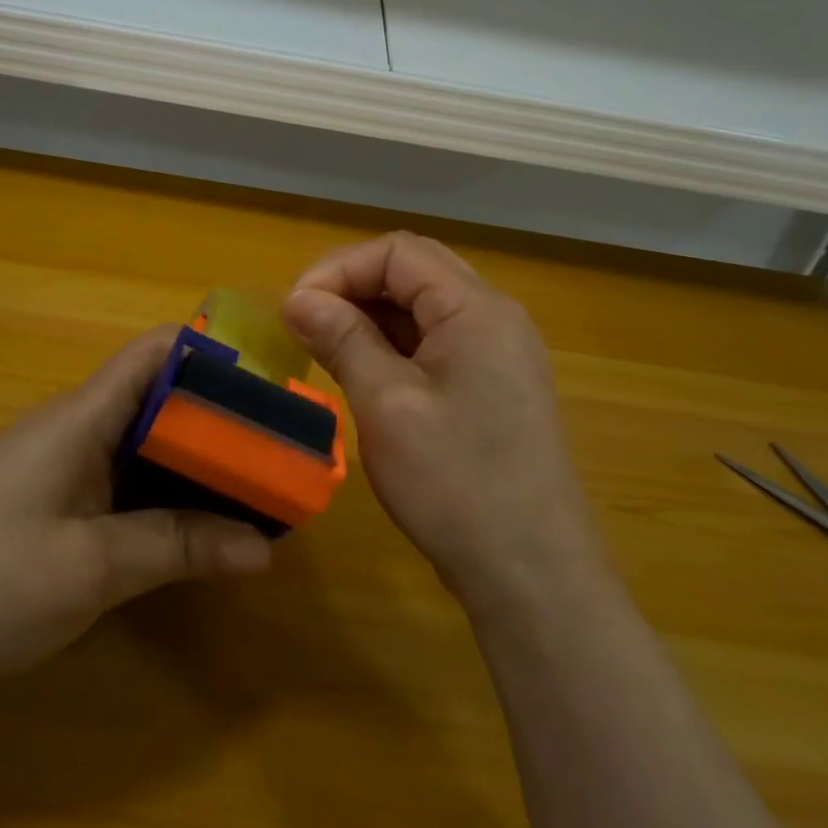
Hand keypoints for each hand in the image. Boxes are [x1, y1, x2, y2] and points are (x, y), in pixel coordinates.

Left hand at [0, 327, 271, 689]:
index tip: (272, 385)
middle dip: (222, 420)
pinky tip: (193, 530)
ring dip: (196, 463)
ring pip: (145, 443)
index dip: (215, 352)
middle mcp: (77, 427)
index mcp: (85, 416)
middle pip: (162, 398)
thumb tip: (262, 547)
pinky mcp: (50, 501)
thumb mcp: (89, 568)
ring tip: (255, 492)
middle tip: (281, 455)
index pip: (158, 350)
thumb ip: (176, 548)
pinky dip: (164, 494)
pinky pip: (123, 480)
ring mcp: (61, 464)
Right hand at [281, 233, 605, 607]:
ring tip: (324, 347)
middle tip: (305, 322)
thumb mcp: (386, 404)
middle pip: (414, 272)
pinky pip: (437, 342)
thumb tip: (296, 298)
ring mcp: (500, 353)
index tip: (295, 308)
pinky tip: (363, 372)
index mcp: (476, 309)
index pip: (398, 252)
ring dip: (370, 316)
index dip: (339, 269)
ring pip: (424, 308)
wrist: (532, 575)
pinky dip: (393, 345)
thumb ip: (342, 338)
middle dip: (352, 287)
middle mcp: (495, 317)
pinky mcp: (494, 386)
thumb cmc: (455, 484)